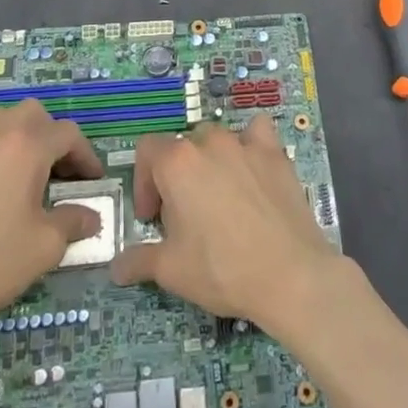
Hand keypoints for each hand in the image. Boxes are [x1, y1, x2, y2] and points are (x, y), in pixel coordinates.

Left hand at [0, 100, 103, 338]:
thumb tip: (90, 217)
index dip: (86, 156)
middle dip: (51, 137)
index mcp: (25, 145)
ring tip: (23, 178)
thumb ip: (73, 222)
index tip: (92, 181)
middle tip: (59, 173)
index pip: (67, 134)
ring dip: (19, 140)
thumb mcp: (45, 246)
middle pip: (33, 115)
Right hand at [110, 116, 347, 335]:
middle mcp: (210, 143)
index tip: (152, 219)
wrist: (290, 275)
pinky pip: (257, 132)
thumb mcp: (171, 270)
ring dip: (209, 161)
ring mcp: (246, 144)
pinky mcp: (276, 154)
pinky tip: (252, 169)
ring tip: (218, 197)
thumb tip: (116, 267)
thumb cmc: (222, 269)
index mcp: (177, 163)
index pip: (147, 150)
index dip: (144, 183)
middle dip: (176, 176)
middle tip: (184, 216)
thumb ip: (138, 260)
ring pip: (217, 139)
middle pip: (182, 146)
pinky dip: (250, 143)